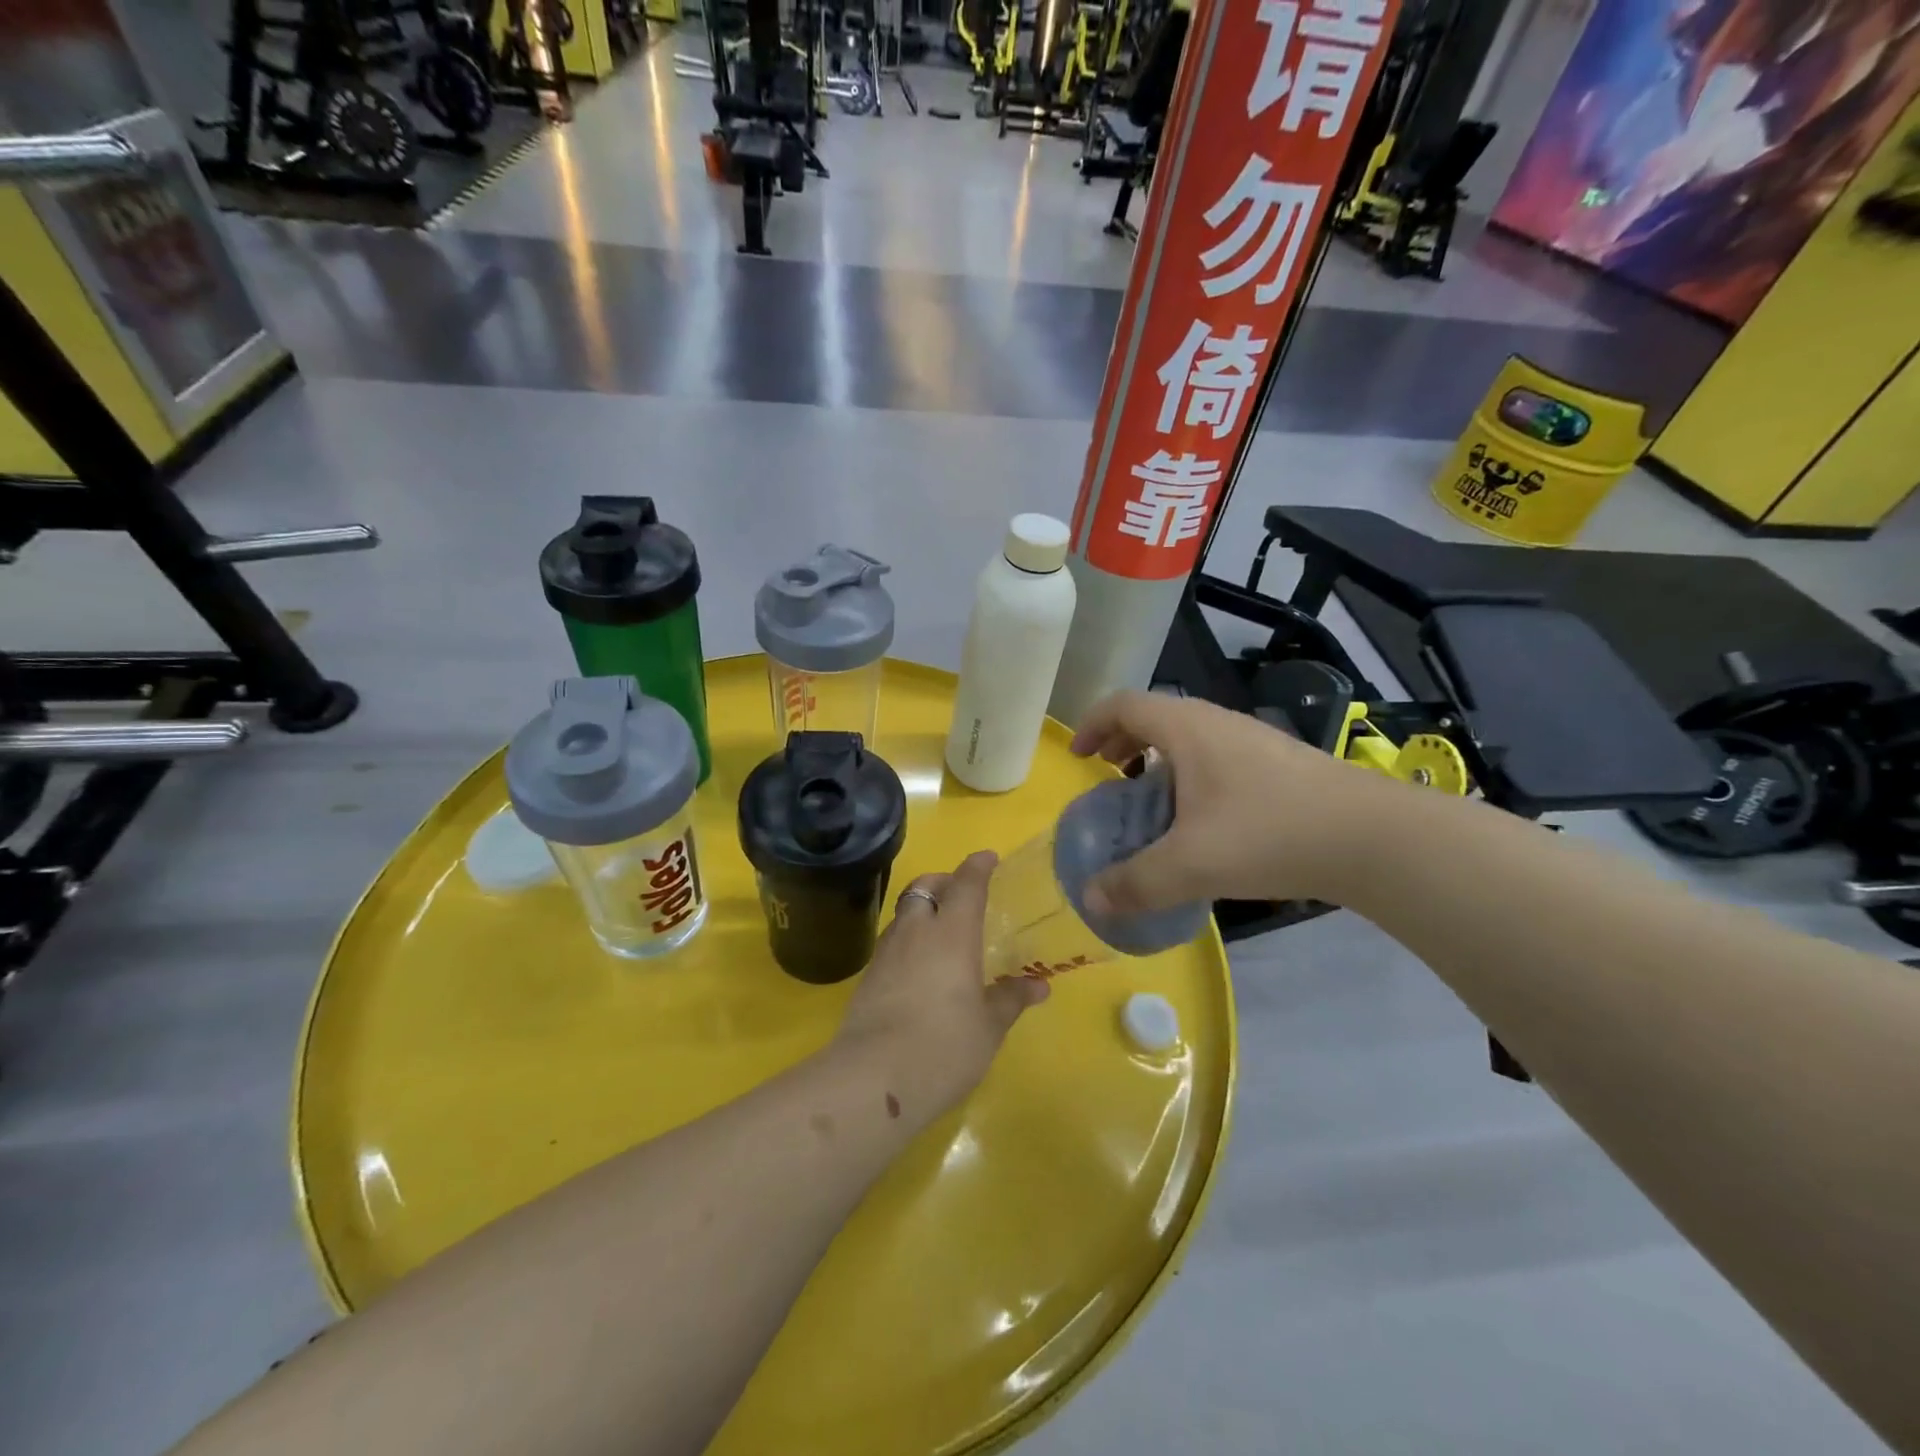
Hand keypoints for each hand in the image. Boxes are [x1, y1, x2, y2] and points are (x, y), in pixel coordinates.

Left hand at [833, 851, 1048, 1120]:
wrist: (873, 1079)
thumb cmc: (944, 1046)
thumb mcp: (988, 1026)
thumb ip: (1011, 999)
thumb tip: (1039, 985)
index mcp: (952, 934)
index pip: (966, 885)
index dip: (977, 867)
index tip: (987, 857)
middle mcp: (916, 932)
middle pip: (924, 888)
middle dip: (942, 882)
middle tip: (959, 894)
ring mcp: (886, 953)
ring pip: (904, 914)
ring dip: (923, 911)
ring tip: (942, 934)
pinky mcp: (867, 978)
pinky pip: (892, 943)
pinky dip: (908, 941)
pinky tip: (920, 969)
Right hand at [1070, 691, 1399, 914]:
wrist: (1371, 836)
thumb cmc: (1268, 833)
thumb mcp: (1191, 864)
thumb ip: (1135, 883)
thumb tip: (1091, 900)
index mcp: (1186, 729)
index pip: (1123, 705)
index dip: (1092, 724)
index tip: (1078, 757)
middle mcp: (1217, 723)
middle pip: (1155, 717)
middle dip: (1122, 743)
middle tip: (1108, 778)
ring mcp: (1252, 740)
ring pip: (1189, 738)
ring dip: (1158, 761)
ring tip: (1151, 802)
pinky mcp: (1278, 764)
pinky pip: (1216, 757)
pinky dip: (1191, 776)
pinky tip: (1203, 821)